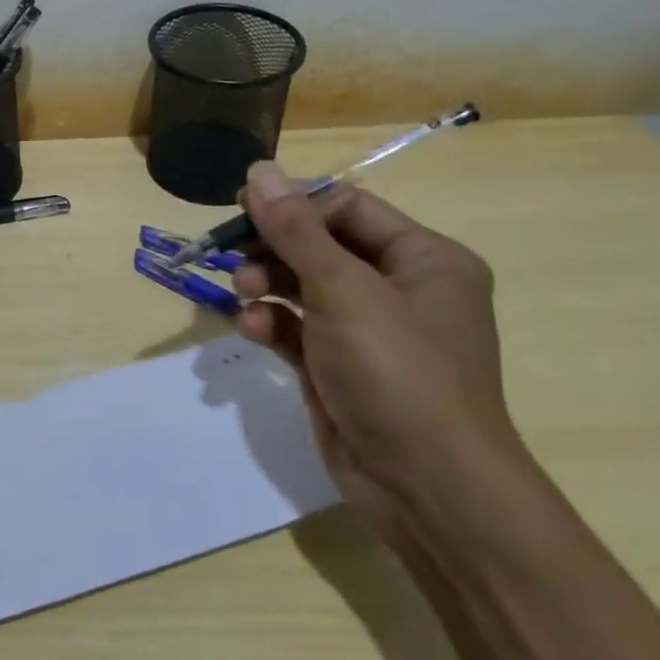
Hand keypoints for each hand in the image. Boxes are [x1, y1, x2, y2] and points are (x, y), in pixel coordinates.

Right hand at [232, 162, 521, 525]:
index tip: (242, 208)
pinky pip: (298, 328)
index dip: (294, 205)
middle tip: (231, 252)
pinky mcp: (341, 366)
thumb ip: (294, 229)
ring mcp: (369, 331)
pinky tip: (253, 330)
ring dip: (267, 284)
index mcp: (423, 258)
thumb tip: (258, 170)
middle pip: (320, 245)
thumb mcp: (342, 289)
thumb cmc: (397, 371)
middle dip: (274, 248)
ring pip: (303, 285)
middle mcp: (400, 288)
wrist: (428, 489)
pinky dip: (273, 323)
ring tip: (242, 293)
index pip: (347, 207)